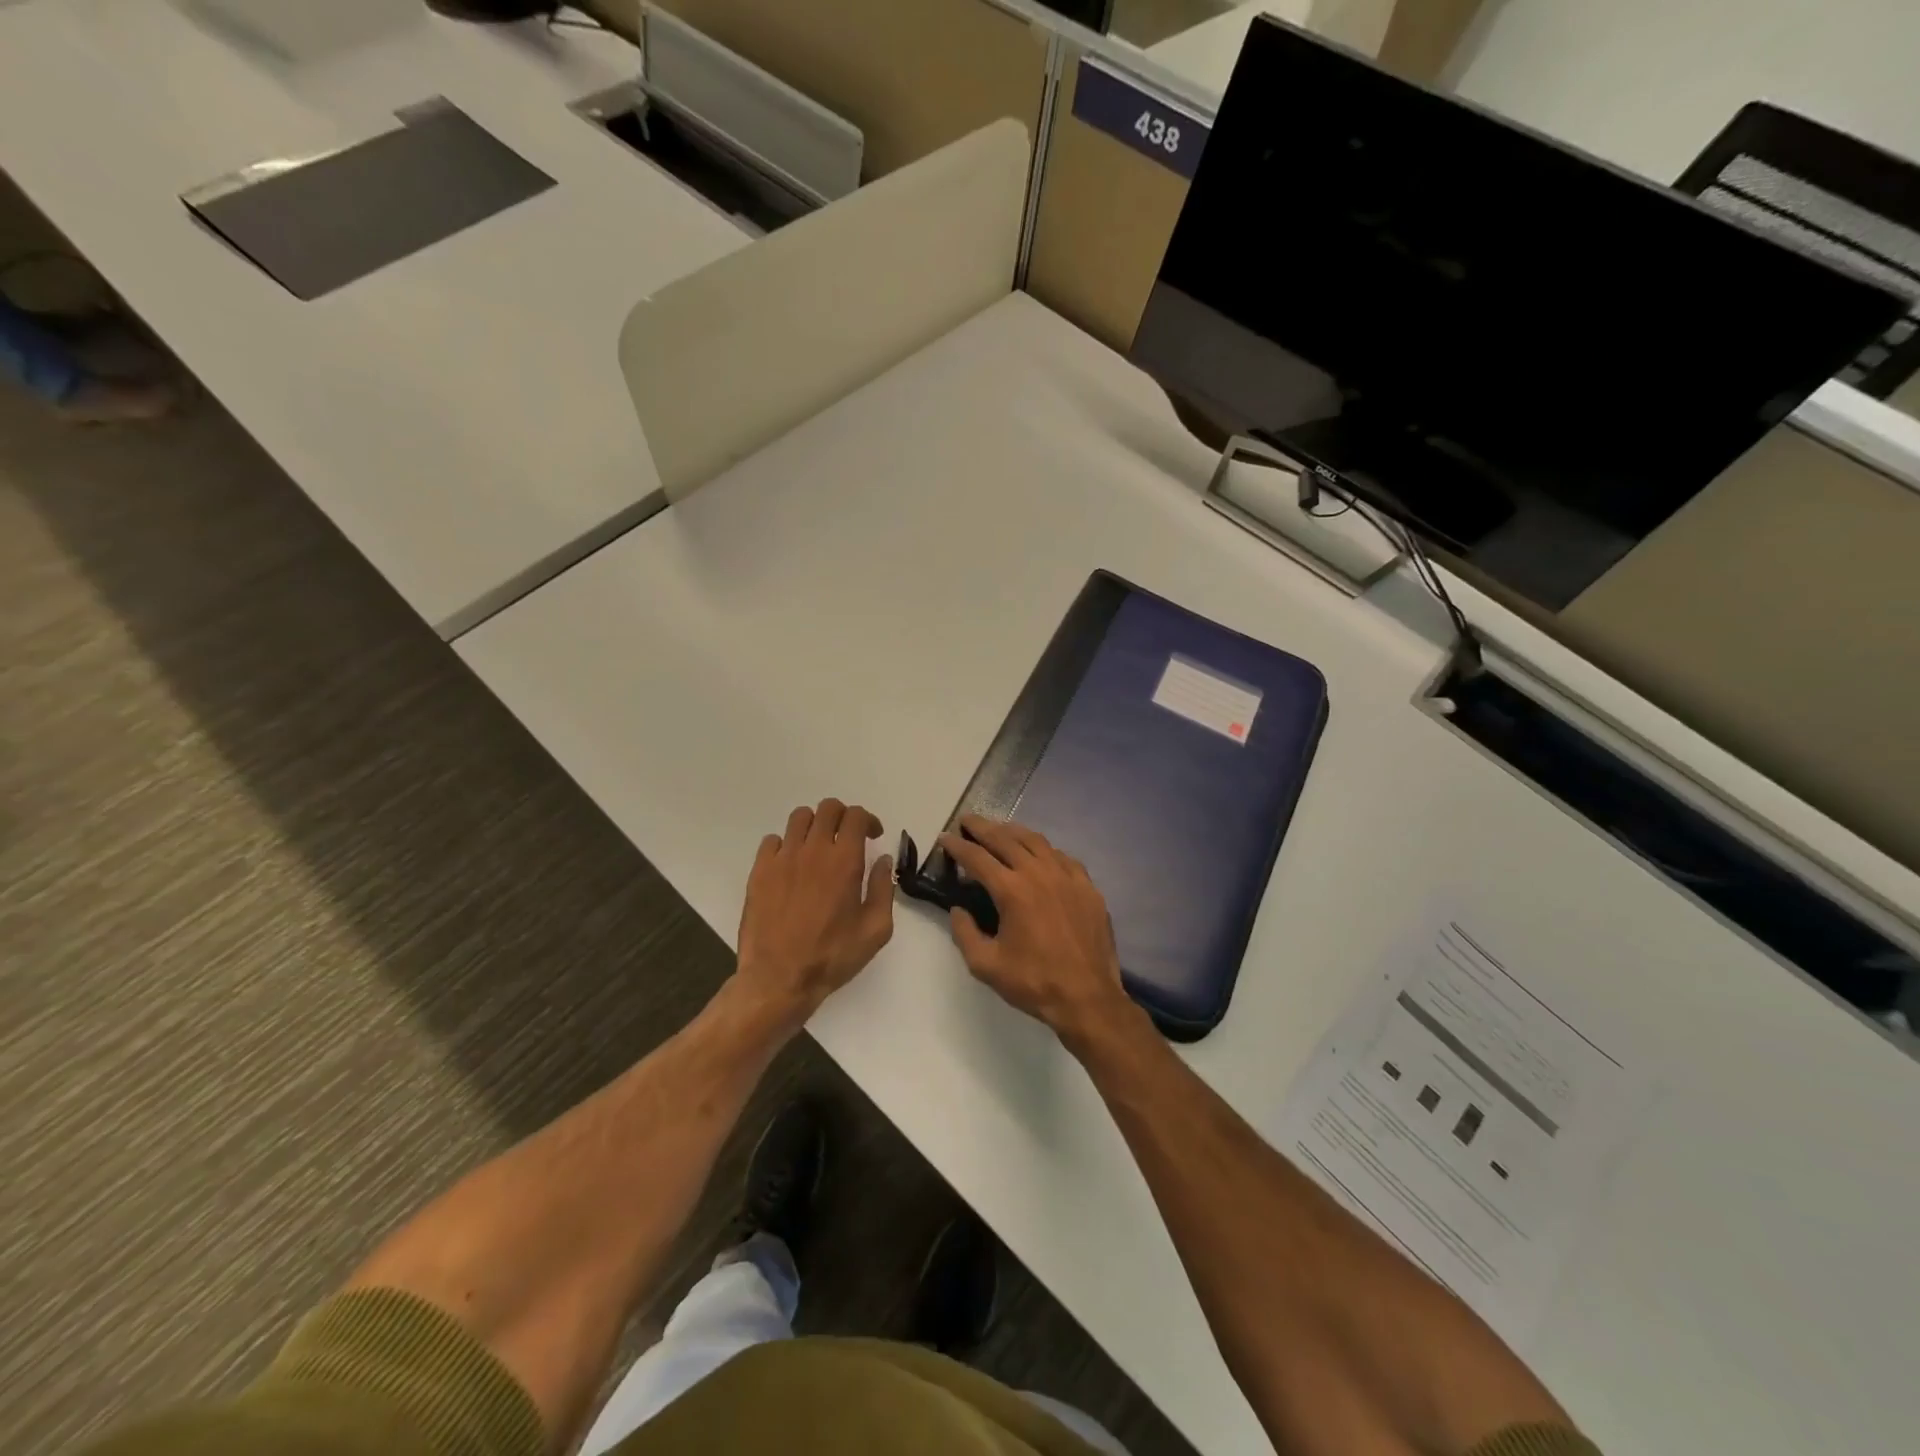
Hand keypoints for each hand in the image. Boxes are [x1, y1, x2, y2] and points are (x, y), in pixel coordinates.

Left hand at [735, 799, 894, 1027]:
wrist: (779, 979)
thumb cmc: (832, 957)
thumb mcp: (875, 930)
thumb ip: (884, 888)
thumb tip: (884, 860)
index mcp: (845, 861)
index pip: (856, 817)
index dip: (868, 820)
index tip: (872, 837)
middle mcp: (813, 850)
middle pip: (828, 808)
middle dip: (843, 817)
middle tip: (848, 838)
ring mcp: (782, 858)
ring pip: (799, 818)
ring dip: (815, 825)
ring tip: (818, 847)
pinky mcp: (759, 871)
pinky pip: (772, 840)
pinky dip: (786, 845)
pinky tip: (791, 865)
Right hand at [937, 815, 1132, 1049]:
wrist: (1087, 997)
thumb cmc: (1033, 982)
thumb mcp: (986, 965)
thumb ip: (964, 933)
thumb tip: (958, 910)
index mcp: (1012, 890)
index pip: (978, 858)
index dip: (958, 847)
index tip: (945, 838)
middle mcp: (1039, 873)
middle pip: (1006, 839)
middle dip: (983, 828)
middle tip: (967, 821)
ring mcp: (1067, 877)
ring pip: (1036, 842)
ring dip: (1013, 832)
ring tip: (999, 829)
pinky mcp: (1087, 887)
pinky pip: (1062, 857)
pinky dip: (1044, 849)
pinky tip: (1040, 853)